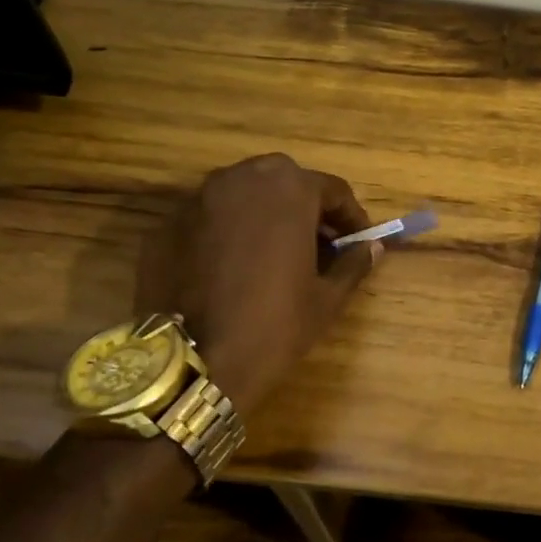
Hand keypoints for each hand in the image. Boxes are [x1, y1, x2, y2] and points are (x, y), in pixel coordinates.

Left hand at [139, 153, 380, 419]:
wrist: (191, 363)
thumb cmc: (274, 325)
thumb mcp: (326, 299)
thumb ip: (353, 263)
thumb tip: (372, 247)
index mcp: (289, 190)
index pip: (332, 189)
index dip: (350, 216)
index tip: (358, 240)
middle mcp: (243, 179)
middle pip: (285, 180)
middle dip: (306, 205)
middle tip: (318, 241)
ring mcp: (199, 198)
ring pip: (244, 192)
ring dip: (265, 211)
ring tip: (274, 250)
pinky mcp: (168, 224)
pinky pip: (210, 215)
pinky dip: (228, 228)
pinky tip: (233, 264)